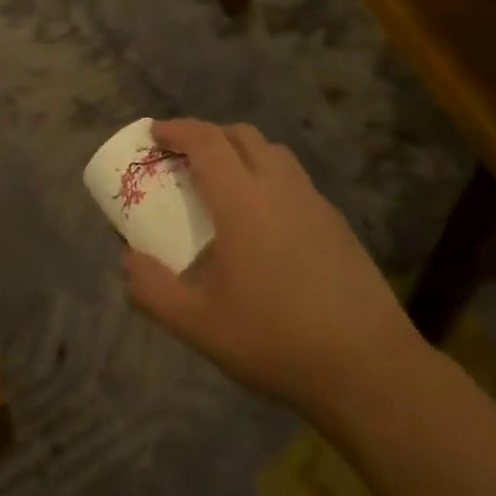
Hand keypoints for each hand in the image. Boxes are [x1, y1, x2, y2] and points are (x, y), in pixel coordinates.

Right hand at [123, 120, 425, 417]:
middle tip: (184, 158)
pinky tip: (264, 220)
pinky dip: (268, 177)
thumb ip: (153, 290)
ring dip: (241, 152)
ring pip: (273, 152)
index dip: (177, 129)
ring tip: (223, 183)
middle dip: (208, 135)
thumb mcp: (199, 324)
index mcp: (243, 199)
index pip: (206, 141)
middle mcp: (279, 186)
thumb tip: (128, 261)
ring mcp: (313, 201)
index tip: (155, 133)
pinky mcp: (336, 222)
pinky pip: (294, 179)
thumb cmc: (275, 339)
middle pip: (241, 135)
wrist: (368, 366)